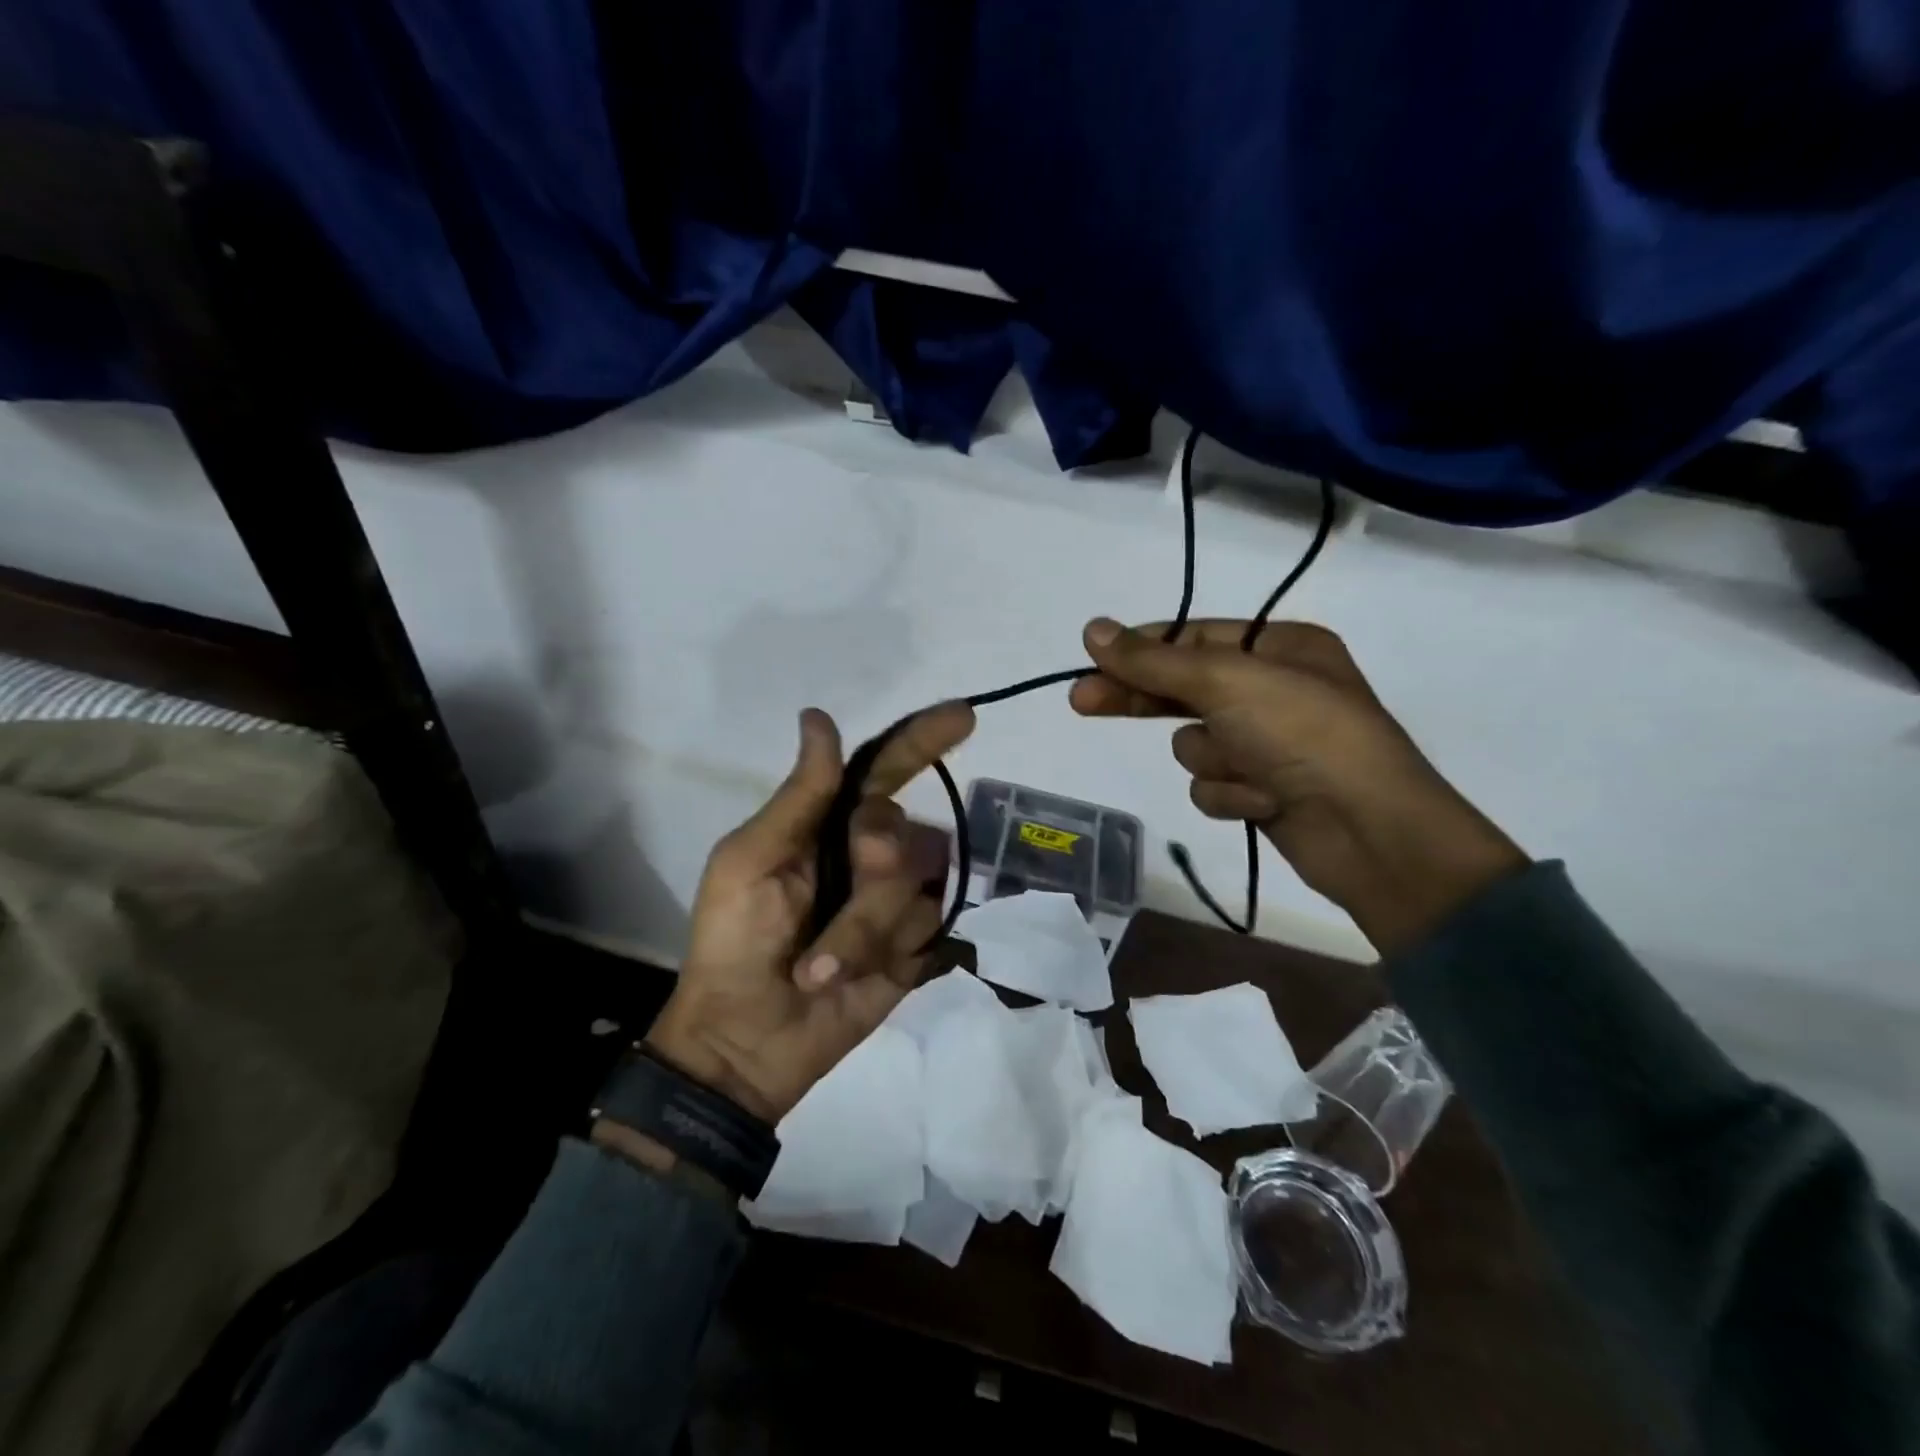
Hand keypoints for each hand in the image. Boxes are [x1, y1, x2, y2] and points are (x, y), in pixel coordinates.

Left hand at [641, 704, 974, 1123]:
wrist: (746, 1039)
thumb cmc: (734, 941)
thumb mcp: (750, 859)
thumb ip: (799, 794)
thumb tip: (819, 717)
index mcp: (828, 824)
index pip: (886, 768)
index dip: (924, 739)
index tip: (965, 715)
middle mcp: (870, 853)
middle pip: (904, 831)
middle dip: (870, 869)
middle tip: (827, 901)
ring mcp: (896, 901)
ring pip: (918, 887)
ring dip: (863, 930)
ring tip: (819, 968)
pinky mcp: (915, 948)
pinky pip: (928, 930)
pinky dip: (887, 956)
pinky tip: (858, 979)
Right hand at [1069, 617, 1525, 954]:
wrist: (1369, 831)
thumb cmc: (1304, 735)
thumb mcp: (1226, 682)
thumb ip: (1153, 660)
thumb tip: (1092, 629)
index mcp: (1281, 647)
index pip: (1193, 638)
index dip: (1141, 648)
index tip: (1092, 658)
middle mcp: (1275, 689)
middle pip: (1184, 688)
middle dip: (1141, 699)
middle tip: (1080, 701)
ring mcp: (1268, 743)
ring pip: (1195, 744)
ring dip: (1213, 760)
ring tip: (1250, 772)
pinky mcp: (1262, 789)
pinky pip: (1213, 784)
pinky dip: (1230, 794)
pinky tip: (1263, 803)